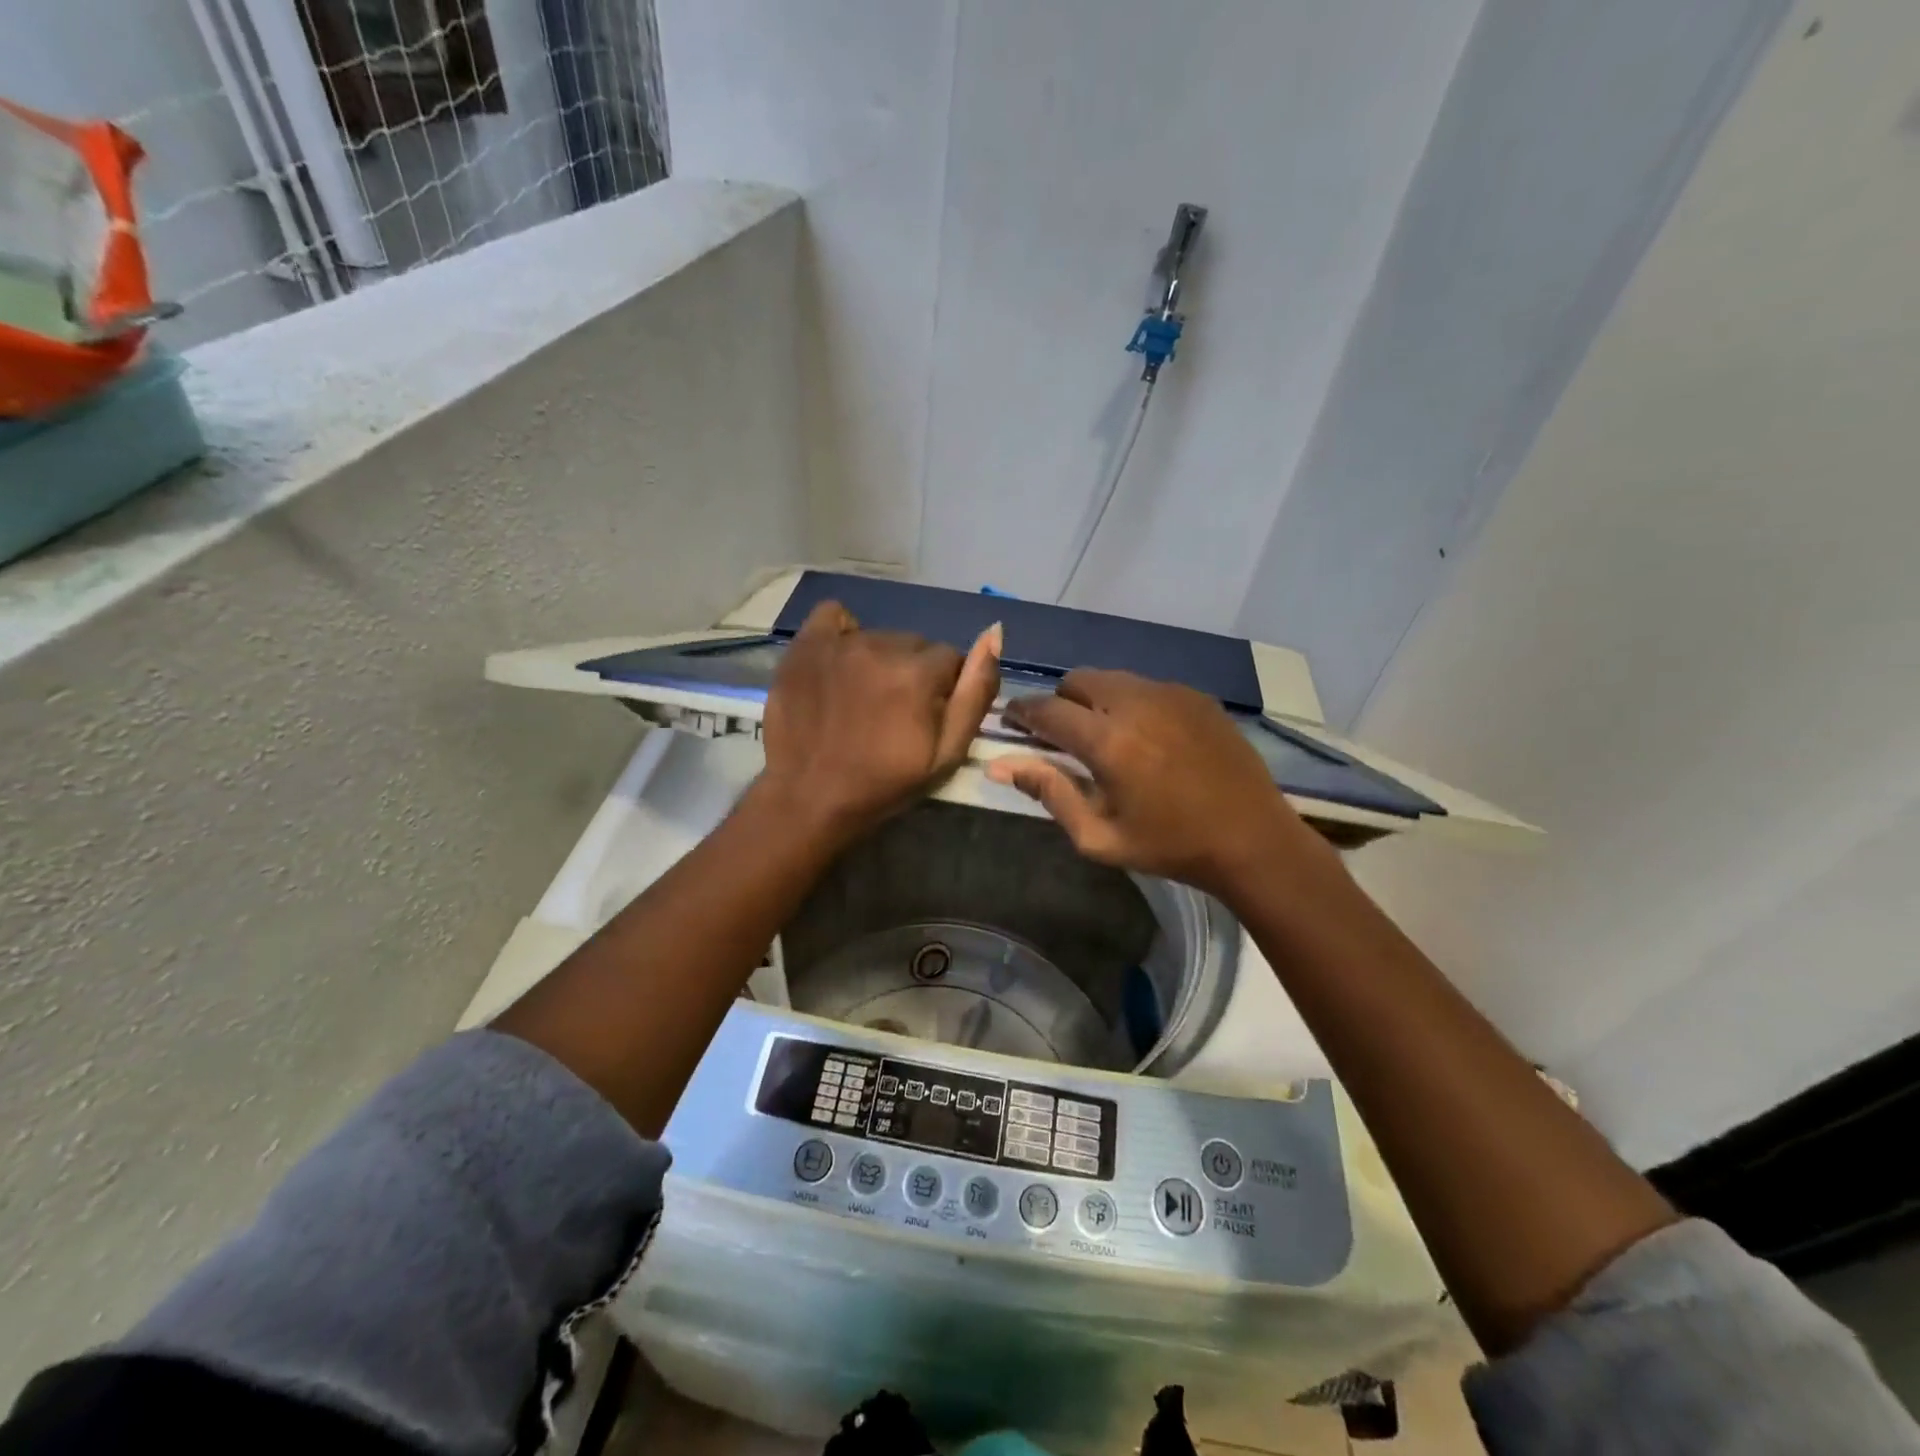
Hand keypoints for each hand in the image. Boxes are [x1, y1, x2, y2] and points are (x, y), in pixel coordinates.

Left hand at [757, 601, 1000, 840]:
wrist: (810, 797)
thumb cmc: (884, 783)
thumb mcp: (947, 753)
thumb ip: (976, 692)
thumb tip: (994, 634)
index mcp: (918, 673)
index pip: (950, 658)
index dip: (943, 690)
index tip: (924, 718)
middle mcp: (881, 645)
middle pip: (915, 644)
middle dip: (913, 672)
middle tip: (894, 712)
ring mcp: (839, 643)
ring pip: (879, 636)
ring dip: (880, 659)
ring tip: (863, 698)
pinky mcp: (805, 644)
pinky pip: (833, 615)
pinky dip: (842, 634)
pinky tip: (840, 664)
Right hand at [987, 669, 1333, 899]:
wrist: (1251, 838)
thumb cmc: (1169, 846)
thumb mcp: (1098, 835)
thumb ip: (1048, 792)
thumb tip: (999, 764)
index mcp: (1108, 740)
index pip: (1047, 710)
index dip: (1022, 713)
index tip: (1012, 722)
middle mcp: (1136, 702)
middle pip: (1077, 680)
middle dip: (1060, 702)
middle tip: (1061, 735)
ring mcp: (1170, 693)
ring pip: (1112, 678)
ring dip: (1095, 699)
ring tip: (1104, 735)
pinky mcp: (1195, 696)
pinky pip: (1146, 685)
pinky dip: (1130, 701)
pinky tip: (1145, 736)